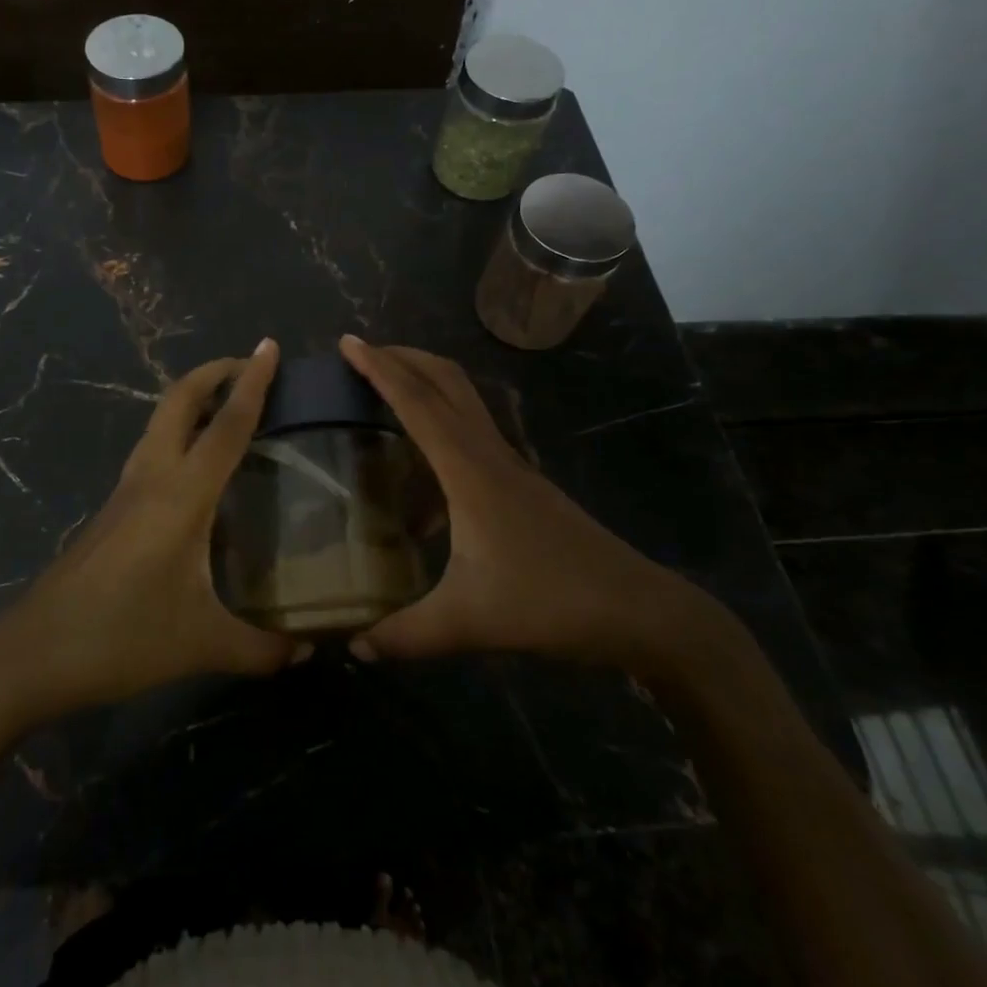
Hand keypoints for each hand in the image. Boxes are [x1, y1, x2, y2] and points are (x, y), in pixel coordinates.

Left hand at [0, 340, 303, 723]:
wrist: (31, 654)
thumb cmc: (119, 637)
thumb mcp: (199, 644)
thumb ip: (260, 648)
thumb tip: (307, 648)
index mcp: (179, 496)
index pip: (225, 426)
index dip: (251, 383)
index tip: (268, 346)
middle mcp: (150, 479)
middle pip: (178, 401)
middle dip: (212, 373)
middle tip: (249, 368)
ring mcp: (125, 492)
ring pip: (159, 422)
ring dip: (192, 400)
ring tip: (229, 410)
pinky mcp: (111, 511)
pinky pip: (152, 450)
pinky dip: (178, 434)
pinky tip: (197, 470)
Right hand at [340, 336, 713, 675]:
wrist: (639, 610)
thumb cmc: (551, 603)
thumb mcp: (469, 622)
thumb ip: (406, 635)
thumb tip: (354, 645)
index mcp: (470, 471)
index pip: (417, 403)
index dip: (379, 368)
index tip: (348, 341)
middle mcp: (490, 454)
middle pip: (446, 381)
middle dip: (403, 357)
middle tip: (362, 353)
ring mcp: (511, 466)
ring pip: (463, 401)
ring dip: (424, 382)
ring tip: (385, 392)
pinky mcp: (522, 484)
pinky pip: (472, 434)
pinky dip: (441, 425)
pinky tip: (422, 474)